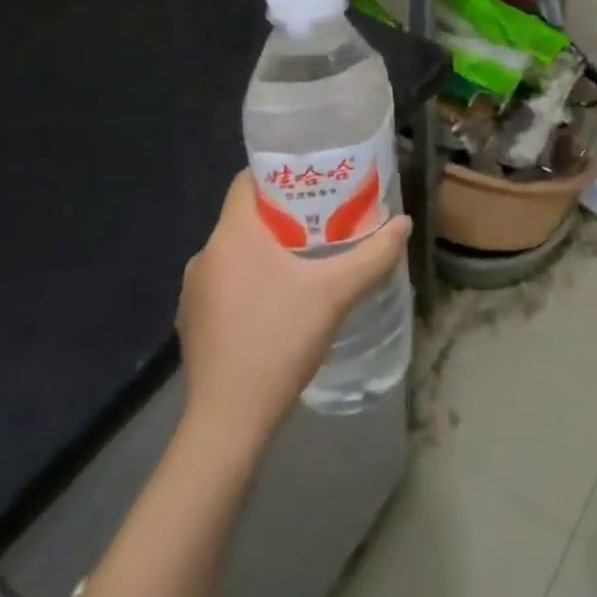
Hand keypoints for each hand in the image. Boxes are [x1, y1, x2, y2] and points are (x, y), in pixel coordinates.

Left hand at [176, 172, 410, 447]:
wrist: (228, 422)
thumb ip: (373, 254)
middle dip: (284, 214)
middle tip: (324, 218)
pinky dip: (251, 281)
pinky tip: (279, 302)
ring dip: (268, 250)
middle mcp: (206, 255)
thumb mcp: (336, 292)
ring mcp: (194, 293)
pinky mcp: (193, 324)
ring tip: (307, 259)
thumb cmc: (279, 340)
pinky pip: (226, 283)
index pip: (247, 181)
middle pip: (247, 217)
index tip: (314, 179)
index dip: (280, 174)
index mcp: (232, 235)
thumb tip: (404, 223)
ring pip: (236, 252)